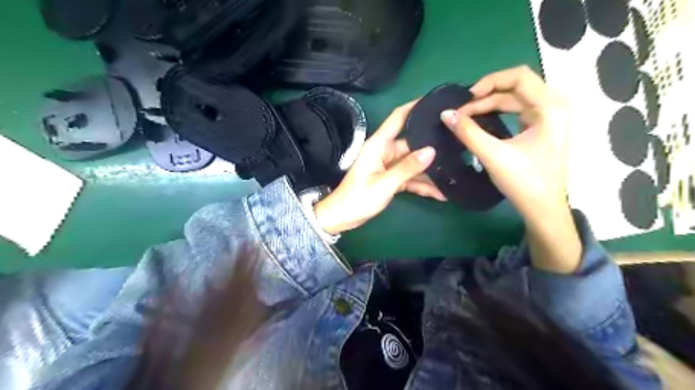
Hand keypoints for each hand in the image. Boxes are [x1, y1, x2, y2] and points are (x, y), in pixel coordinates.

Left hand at [314, 103, 444, 233]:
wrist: (342, 218)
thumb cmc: (358, 199)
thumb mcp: (384, 184)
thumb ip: (407, 168)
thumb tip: (431, 151)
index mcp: (379, 145)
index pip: (398, 118)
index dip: (415, 106)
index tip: (436, 100)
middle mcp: (385, 151)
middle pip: (412, 143)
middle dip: (432, 146)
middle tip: (459, 143)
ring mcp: (389, 165)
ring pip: (414, 163)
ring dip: (430, 171)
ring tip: (455, 173)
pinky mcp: (391, 178)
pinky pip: (411, 177)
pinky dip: (423, 185)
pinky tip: (440, 193)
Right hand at [438, 65, 582, 273]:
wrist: (543, 208)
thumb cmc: (524, 181)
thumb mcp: (493, 155)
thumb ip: (468, 132)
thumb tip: (445, 114)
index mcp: (550, 107)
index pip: (519, 76)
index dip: (489, 82)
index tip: (466, 98)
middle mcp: (553, 105)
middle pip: (515, 86)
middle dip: (485, 96)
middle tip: (461, 111)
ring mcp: (548, 116)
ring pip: (514, 99)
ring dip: (489, 105)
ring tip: (466, 116)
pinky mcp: (540, 127)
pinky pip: (516, 110)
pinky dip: (496, 113)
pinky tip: (480, 121)